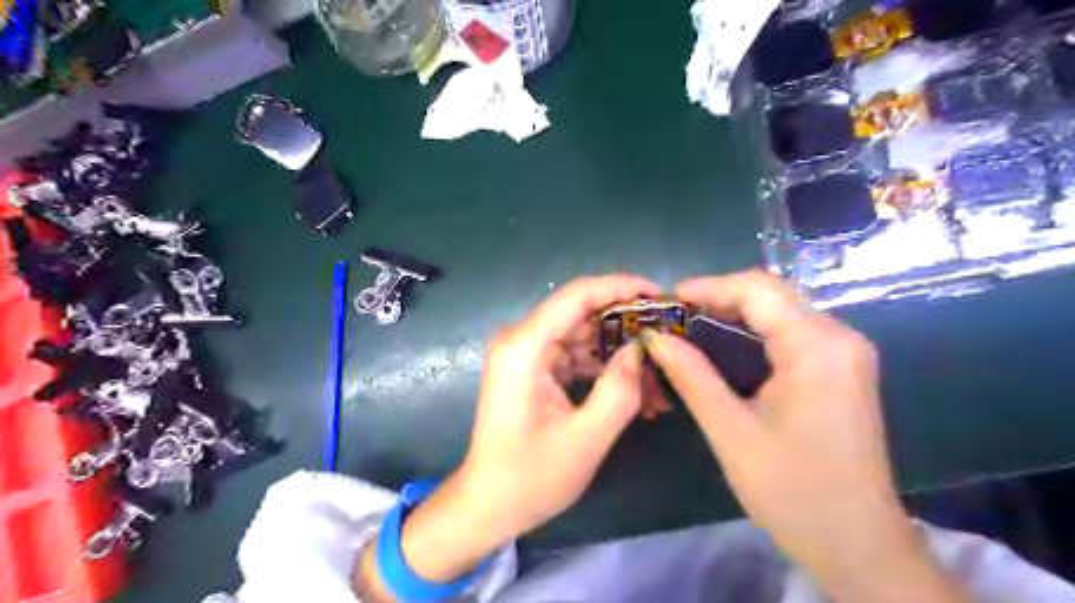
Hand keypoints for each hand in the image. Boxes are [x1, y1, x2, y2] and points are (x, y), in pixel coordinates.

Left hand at [459, 276, 664, 538]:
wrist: (488, 504)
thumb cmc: (531, 477)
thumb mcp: (586, 438)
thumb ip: (619, 389)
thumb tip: (641, 348)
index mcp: (525, 347)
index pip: (577, 295)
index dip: (620, 287)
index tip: (659, 294)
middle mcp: (521, 340)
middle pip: (581, 313)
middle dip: (625, 323)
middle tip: (667, 336)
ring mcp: (525, 354)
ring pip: (581, 335)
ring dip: (617, 350)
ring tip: (656, 371)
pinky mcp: (532, 369)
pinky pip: (573, 355)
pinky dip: (601, 368)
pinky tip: (632, 387)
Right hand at [642, 271, 970, 602]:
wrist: (858, 545)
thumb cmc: (793, 491)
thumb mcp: (731, 430)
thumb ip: (691, 375)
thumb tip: (655, 338)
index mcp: (817, 347)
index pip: (758, 290)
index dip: (709, 286)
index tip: (667, 299)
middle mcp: (839, 338)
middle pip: (771, 295)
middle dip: (719, 296)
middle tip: (673, 314)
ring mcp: (844, 353)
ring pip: (781, 311)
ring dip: (734, 312)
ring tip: (688, 324)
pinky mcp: (840, 369)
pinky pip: (791, 332)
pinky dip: (753, 330)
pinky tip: (723, 342)